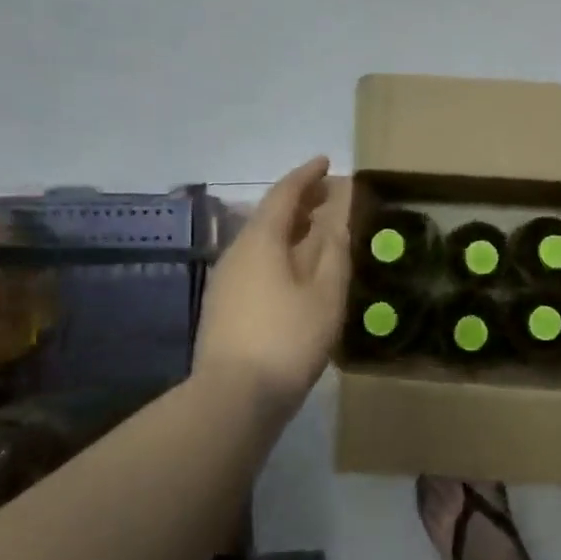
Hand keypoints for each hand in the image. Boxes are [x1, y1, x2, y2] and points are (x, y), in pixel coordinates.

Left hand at [194, 157, 350, 415]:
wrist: (233, 397)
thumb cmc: (288, 338)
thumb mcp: (325, 292)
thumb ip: (333, 250)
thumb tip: (337, 217)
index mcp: (261, 241)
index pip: (283, 193)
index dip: (306, 175)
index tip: (327, 162)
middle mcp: (236, 252)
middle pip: (269, 214)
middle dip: (299, 201)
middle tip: (328, 195)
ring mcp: (225, 280)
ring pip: (260, 240)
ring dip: (289, 228)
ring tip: (317, 230)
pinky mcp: (223, 306)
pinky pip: (255, 262)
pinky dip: (279, 252)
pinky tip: (295, 270)